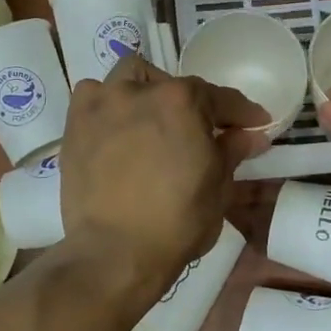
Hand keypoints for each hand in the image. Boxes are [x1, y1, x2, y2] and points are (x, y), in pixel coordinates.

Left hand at [60, 55, 265, 284]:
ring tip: (152, 121)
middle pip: (174, 85)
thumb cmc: (177, 222)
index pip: (221, 98)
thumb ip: (232, 151)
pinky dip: (108, 105)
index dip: (242, 112)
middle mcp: (140, 90)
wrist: (115, 253)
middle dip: (191, 103)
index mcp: (182, 101)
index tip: (255, 124)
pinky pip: (93, 97)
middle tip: (197, 132)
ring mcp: (103, 104)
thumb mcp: (219, 187)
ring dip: (146, 92)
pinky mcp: (75, 124)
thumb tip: (251, 134)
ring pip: (129, 77)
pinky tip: (116, 127)